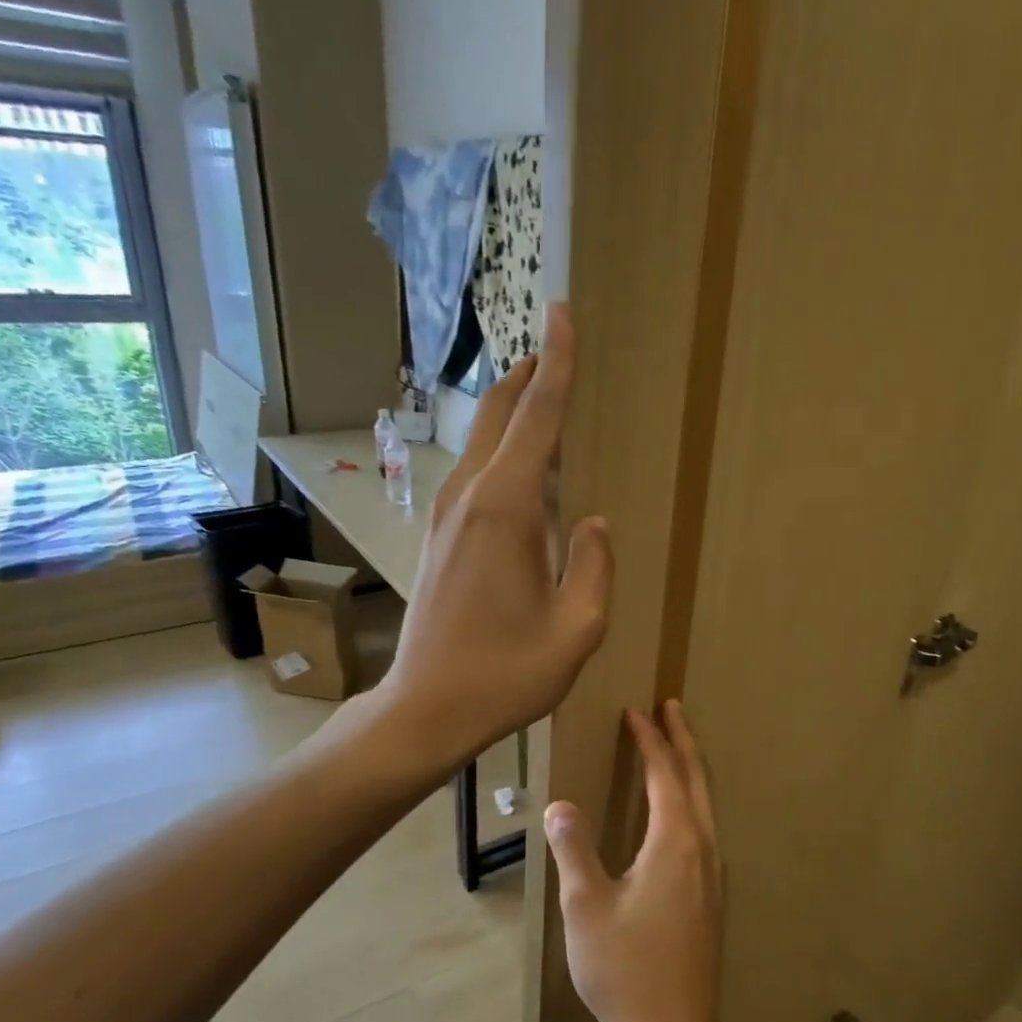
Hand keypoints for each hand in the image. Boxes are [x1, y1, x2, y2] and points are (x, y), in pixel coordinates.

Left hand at [382, 304, 612, 765]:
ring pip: (482, 442)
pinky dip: (500, 450)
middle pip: (498, 415)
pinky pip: (475, 474)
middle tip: (557, 347)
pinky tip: (522, 468)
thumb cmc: (507, 674)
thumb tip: (592, 521)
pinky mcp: (439, 537)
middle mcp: (470, 498)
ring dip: (512, 412)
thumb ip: (594, 564)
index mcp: (507, 509)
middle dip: (529, 375)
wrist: (426, 708)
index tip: (563, 314)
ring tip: (545, 399)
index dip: (557, 364)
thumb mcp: (578, 628)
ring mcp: (446, 516)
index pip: (537, 417)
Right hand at [545, 702, 723, 1021]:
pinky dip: (692, 798)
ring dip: (690, 768)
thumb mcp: (585, 907)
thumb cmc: (625, 969)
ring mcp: (712, 874)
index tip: (636, 712)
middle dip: (683, 740)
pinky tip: (680, 811)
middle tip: (671, 708)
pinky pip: (705, 826)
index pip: (664, 774)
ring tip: (676, 746)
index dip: (649, 740)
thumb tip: (561, 804)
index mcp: (675, 842)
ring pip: (706, 803)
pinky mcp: (711, 896)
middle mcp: (702, 849)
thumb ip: (574, 849)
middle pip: (697, 780)